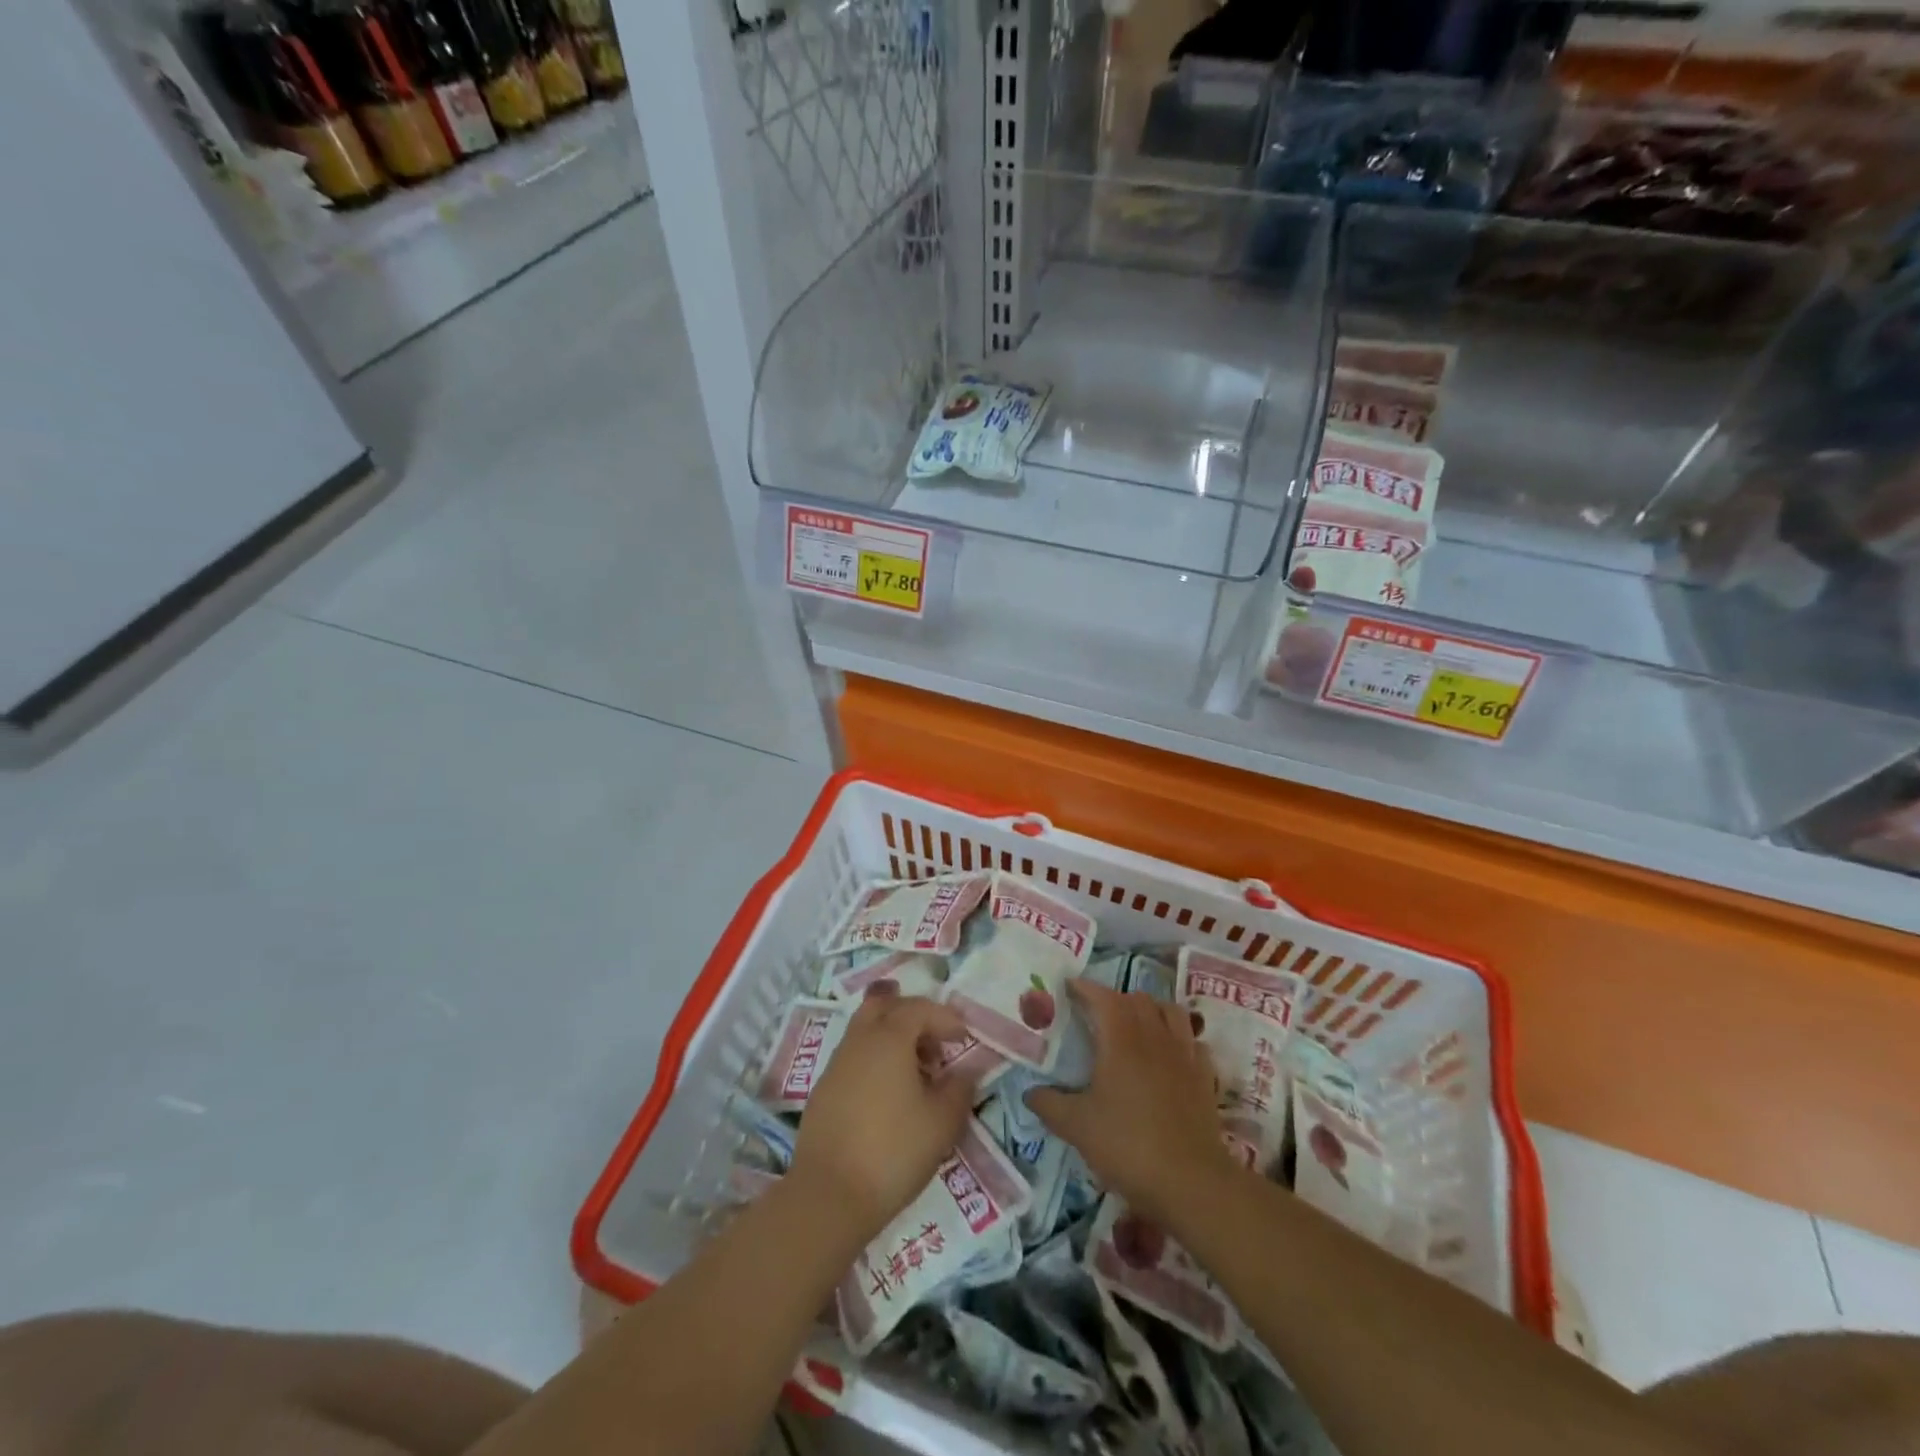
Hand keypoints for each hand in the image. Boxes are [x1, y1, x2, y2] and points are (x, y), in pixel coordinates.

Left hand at [789, 995, 976, 1236]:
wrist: (829, 1196)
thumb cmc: (894, 1151)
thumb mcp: (942, 1122)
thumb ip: (959, 1089)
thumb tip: (965, 1071)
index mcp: (889, 1038)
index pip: (919, 1008)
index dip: (945, 1017)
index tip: (963, 1038)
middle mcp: (859, 1041)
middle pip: (884, 1006)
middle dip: (912, 1015)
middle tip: (934, 1042)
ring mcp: (836, 1065)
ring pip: (865, 1031)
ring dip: (893, 1039)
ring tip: (916, 1073)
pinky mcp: (823, 1091)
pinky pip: (854, 1058)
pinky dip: (875, 1061)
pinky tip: (889, 1096)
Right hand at [1025, 981, 1240, 1228]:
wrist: (1191, 1182)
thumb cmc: (1128, 1145)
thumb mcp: (1077, 1127)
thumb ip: (1049, 1104)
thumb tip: (1029, 1092)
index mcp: (1121, 1039)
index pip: (1103, 997)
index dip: (1085, 988)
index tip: (1069, 987)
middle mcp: (1154, 1036)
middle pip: (1138, 999)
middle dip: (1116, 998)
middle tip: (1097, 1014)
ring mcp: (1184, 1054)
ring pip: (1171, 1012)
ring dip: (1151, 1010)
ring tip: (1136, 1025)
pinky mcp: (1204, 1077)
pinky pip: (1193, 1042)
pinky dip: (1179, 1038)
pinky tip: (1169, 1055)